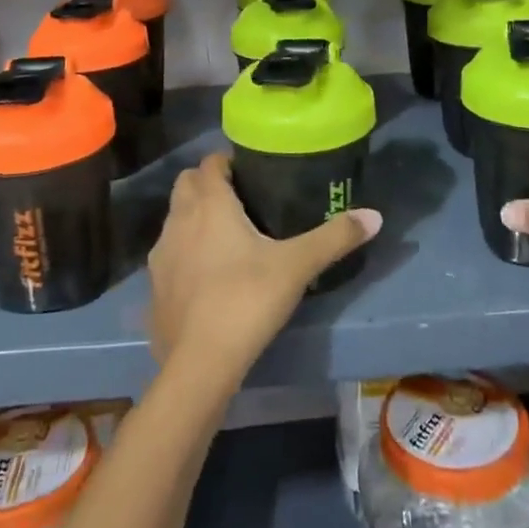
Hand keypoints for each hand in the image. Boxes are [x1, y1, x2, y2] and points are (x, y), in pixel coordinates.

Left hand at [147, 153, 380, 387]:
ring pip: (174, 219)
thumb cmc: (247, 300)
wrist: (199, 364)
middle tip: (240, 201)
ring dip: (193, 218)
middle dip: (207, 185)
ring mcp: (161, 254)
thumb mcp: (297, 266)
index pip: (209, 163)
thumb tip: (374, 215)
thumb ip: (334, 238)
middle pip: (186, 184)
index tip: (251, 173)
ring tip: (226, 238)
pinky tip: (208, 278)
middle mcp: (179, 220)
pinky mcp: (154, 287)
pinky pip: (169, 255)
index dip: (227, 163)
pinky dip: (184, 254)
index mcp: (209, 205)